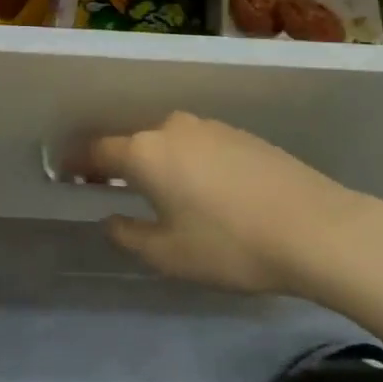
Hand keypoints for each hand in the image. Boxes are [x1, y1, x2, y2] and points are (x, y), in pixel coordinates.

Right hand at [83, 112, 382, 298]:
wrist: (317, 228)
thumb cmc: (231, 245)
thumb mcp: (170, 254)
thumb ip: (130, 235)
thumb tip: (111, 219)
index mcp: (146, 152)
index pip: (98, 150)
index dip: (78, 163)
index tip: (65, 172)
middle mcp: (172, 128)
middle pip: (134, 142)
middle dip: (120, 163)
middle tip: (113, 188)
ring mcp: (210, 127)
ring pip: (169, 142)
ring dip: (158, 162)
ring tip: (162, 192)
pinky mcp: (241, 134)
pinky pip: (199, 145)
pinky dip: (189, 162)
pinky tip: (205, 189)